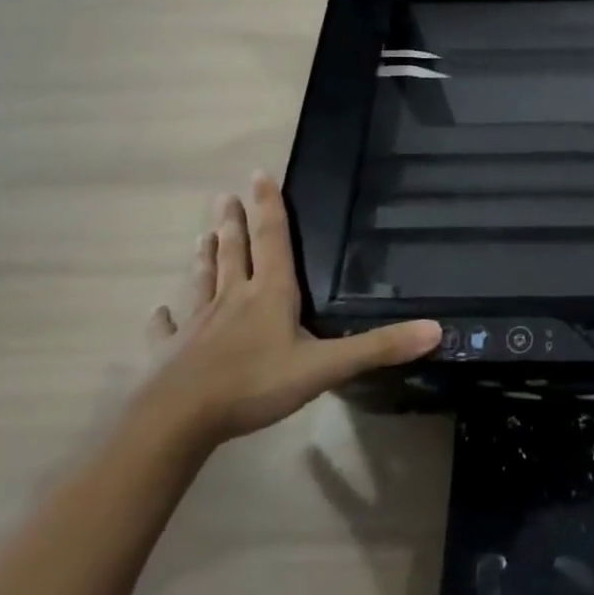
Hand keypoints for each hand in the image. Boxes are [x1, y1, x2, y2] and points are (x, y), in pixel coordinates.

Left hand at [138, 175, 438, 449]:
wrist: (178, 421)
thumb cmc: (254, 385)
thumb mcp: (325, 368)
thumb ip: (378, 348)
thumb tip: (436, 329)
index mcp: (270, 294)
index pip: (272, 240)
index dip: (269, 207)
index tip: (259, 173)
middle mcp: (232, 299)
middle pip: (234, 252)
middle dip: (233, 222)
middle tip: (225, 195)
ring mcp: (196, 325)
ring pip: (202, 281)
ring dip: (204, 257)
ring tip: (202, 235)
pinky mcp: (170, 353)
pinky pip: (167, 330)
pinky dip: (164, 320)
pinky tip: (158, 312)